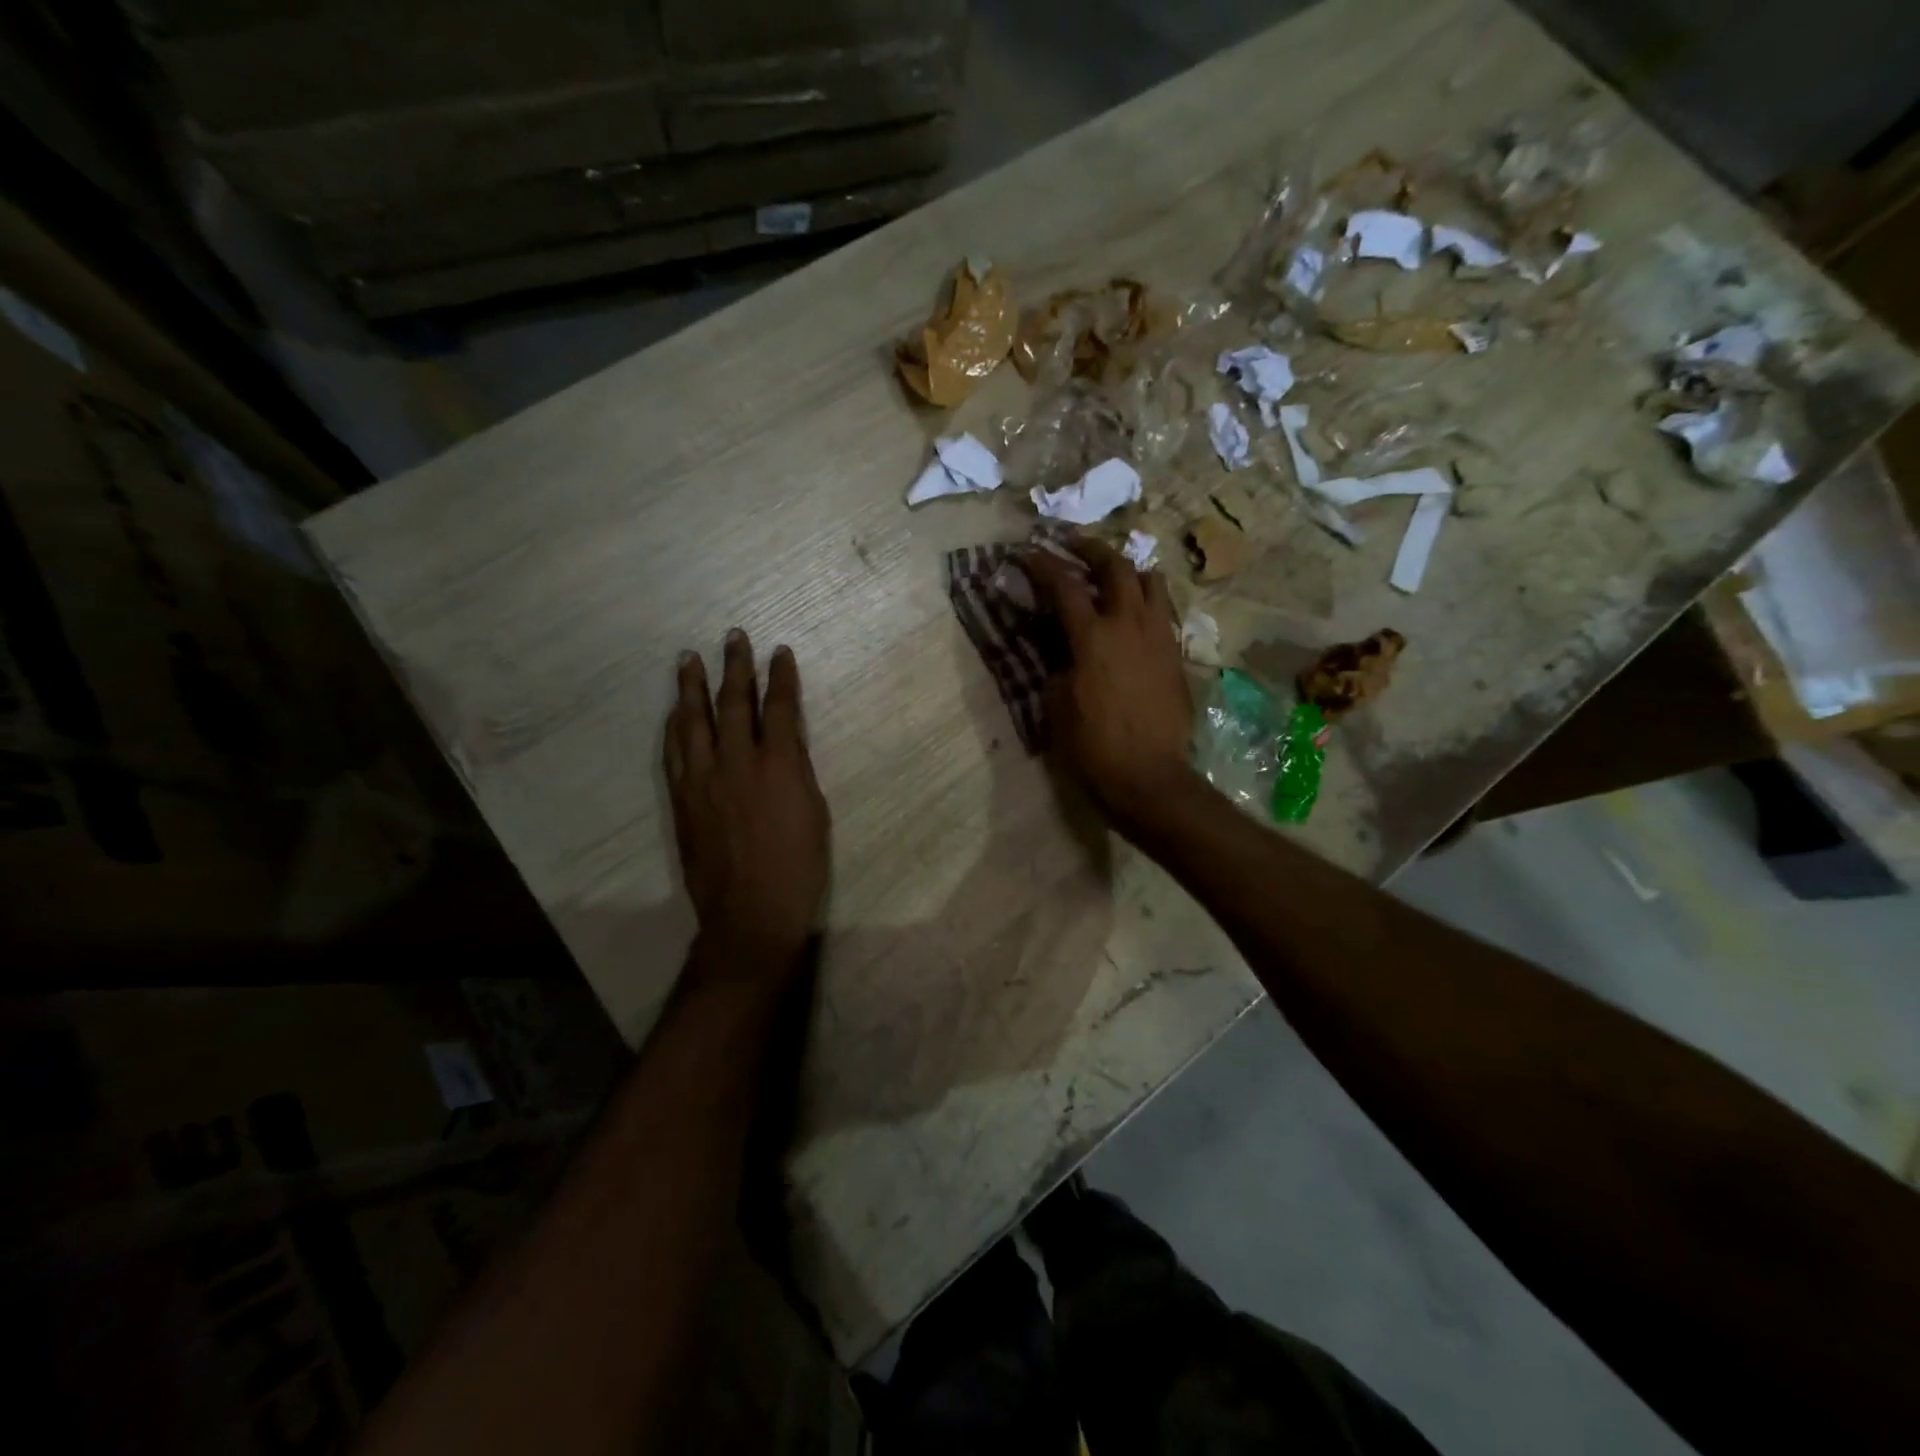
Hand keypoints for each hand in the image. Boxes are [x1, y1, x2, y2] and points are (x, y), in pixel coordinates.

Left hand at [664, 630, 830, 975]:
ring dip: (692, 687)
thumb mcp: (814, 811)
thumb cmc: (798, 865)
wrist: (751, 910)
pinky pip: (674, 752)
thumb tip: (783, 744)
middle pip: (733, 703)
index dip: (780, 677)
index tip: (779, 652)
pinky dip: (675, 726)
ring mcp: (703, 779)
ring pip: (694, 721)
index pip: (778, 708)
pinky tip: (675, 712)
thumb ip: (796, 770)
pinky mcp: (682, 799)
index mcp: (778, 765)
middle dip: (735, 667)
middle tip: (733, 637)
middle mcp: (737, 762)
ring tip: (690, 659)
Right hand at [1024, 537, 1195, 829]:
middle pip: (1116, 566)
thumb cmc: (1093, 746)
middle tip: (1072, 546)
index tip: (1026, 552)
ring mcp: (1159, 637)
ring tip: (1110, 578)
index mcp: (1094, 637)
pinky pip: (1163, 612)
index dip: (1042, 564)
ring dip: (1127, 571)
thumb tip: (1062, 647)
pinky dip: (1145, 601)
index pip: (1064, 586)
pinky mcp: (1176, 655)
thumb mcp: (1058, 704)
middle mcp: (1130, 625)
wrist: (1149, 776)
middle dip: (1091, 549)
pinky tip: (1132, 616)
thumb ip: (1058, 664)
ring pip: (1151, 582)